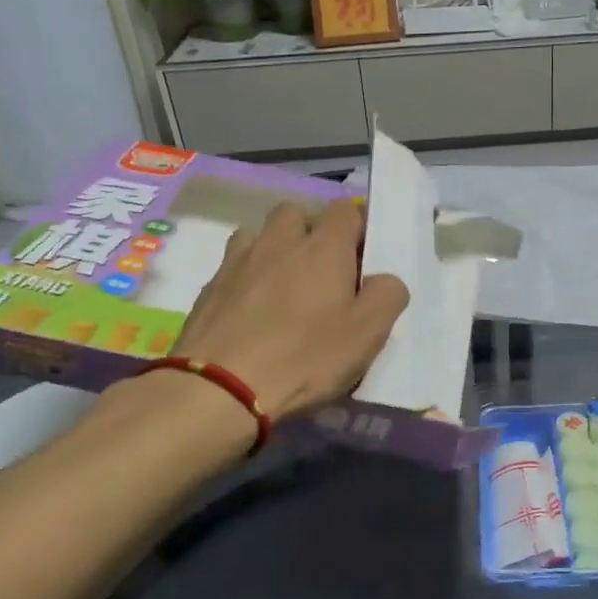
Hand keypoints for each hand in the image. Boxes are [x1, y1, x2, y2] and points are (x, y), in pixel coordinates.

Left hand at [170, 200, 408, 422]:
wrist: (220, 389)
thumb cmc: (305, 358)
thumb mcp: (367, 334)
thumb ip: (387, 296)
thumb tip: (382, 280)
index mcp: (324, 247)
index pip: (346, 209)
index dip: (358, 227)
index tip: (363, 258)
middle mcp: (279, 241)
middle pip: (296, 212)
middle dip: (311, 231)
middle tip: (323, 270)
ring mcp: (238, 261)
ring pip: (260, 234)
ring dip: (275, 248)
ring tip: (284, 285)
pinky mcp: (210, 287)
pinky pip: (234, 265)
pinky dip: (248, 276)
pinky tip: (252, 309)